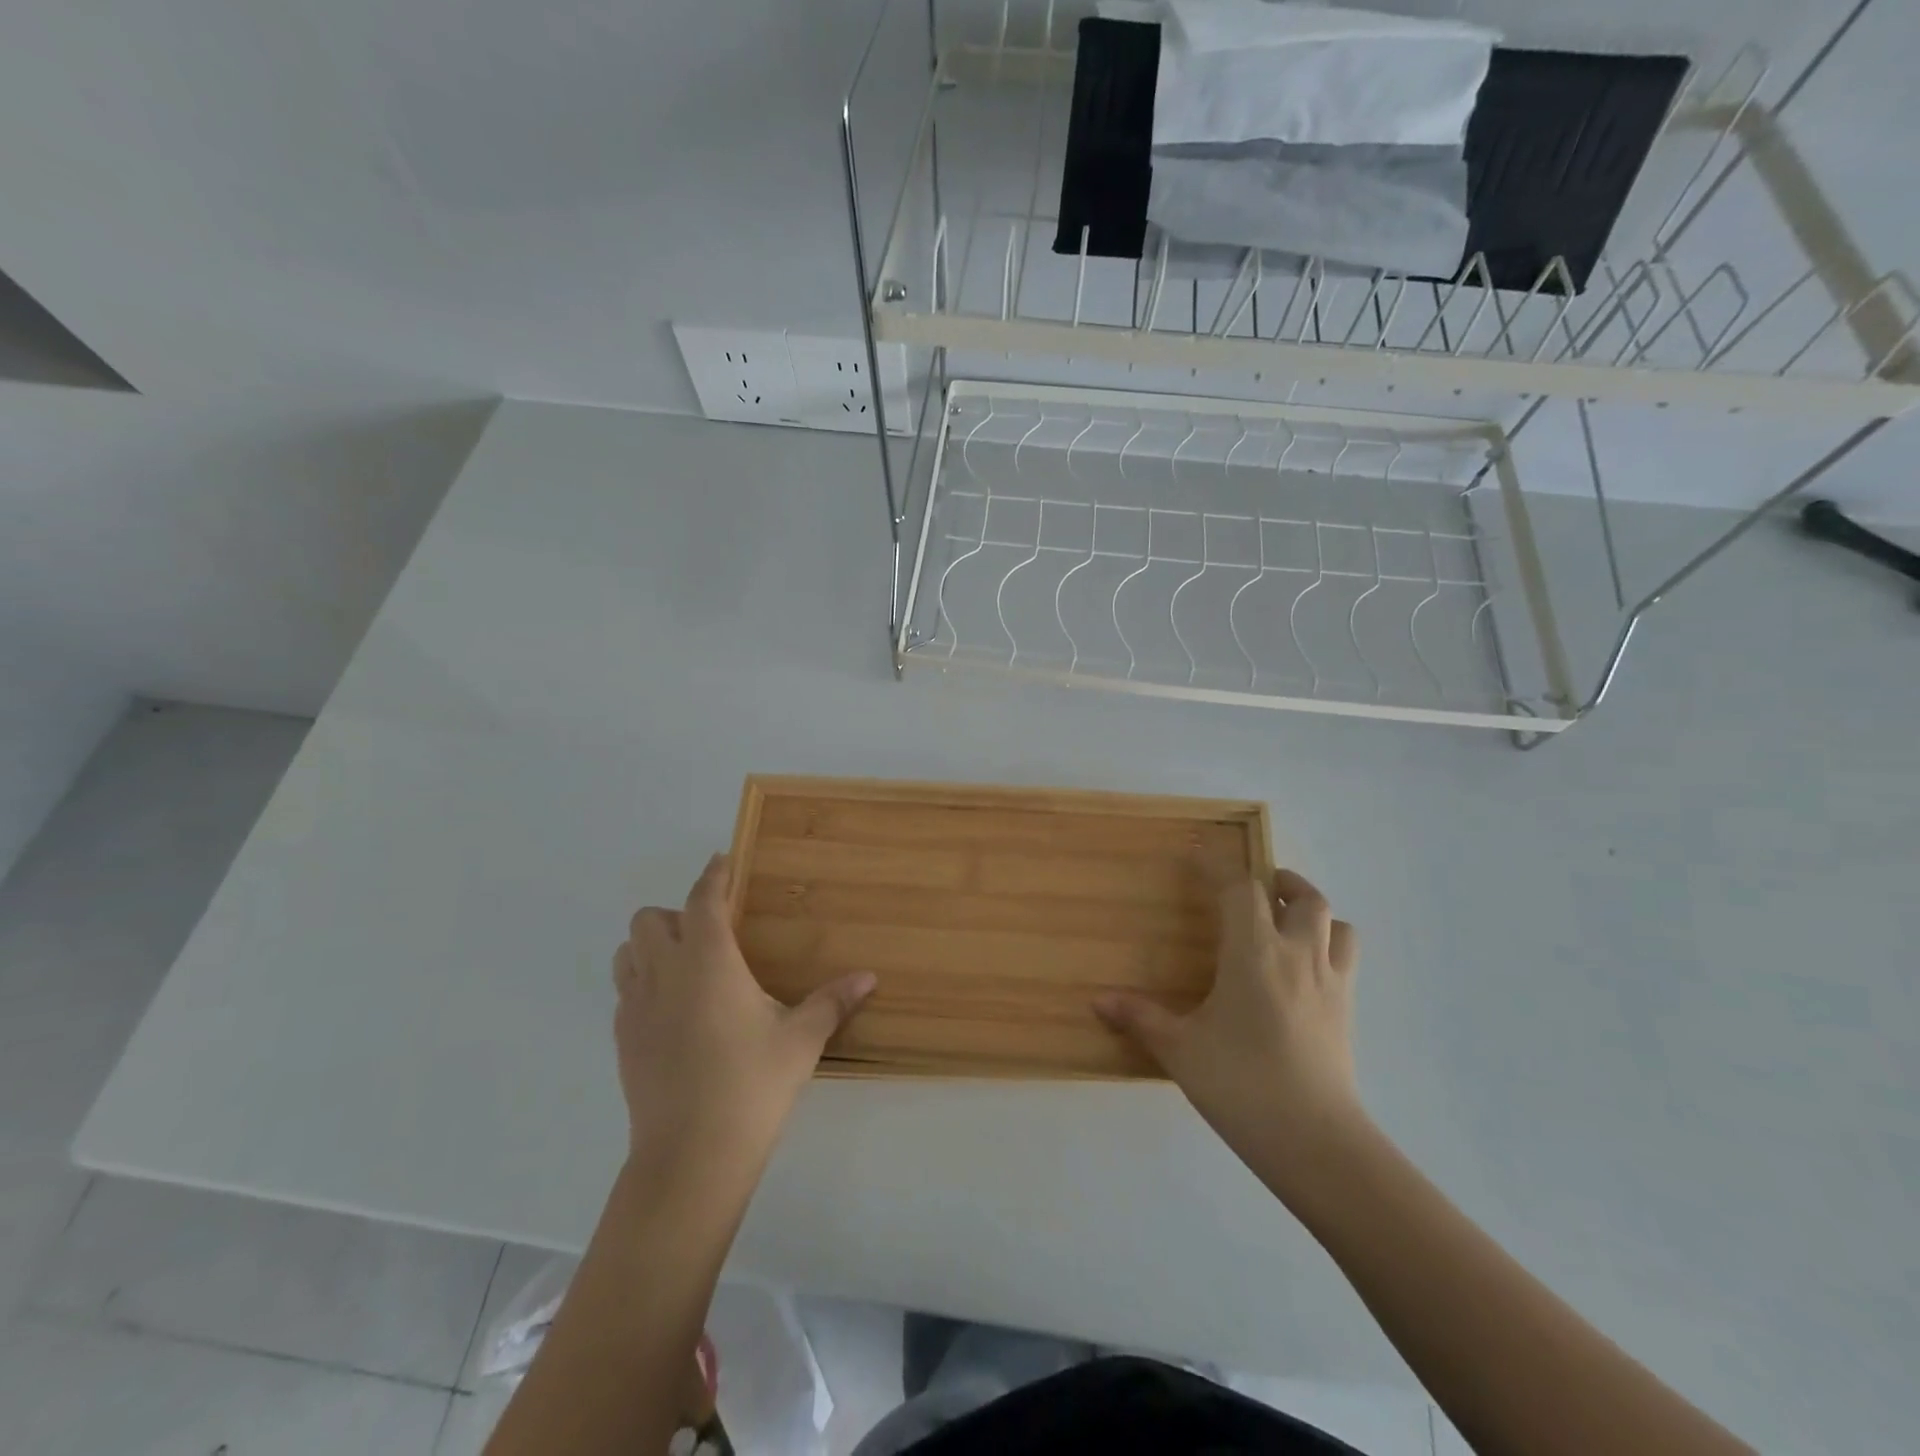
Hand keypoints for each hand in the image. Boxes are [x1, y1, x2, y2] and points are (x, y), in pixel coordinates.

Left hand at [612, 855, 874, 1188]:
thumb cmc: (751, 1085)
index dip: (713, 875)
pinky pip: (625, 992)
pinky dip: (644, 983)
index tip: (722, 861)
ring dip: (652, 946)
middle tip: (713, 934)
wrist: (691, 1157)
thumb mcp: (801, 1039)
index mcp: (708, 962)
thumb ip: (833, 1001)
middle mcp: (665, 974)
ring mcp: (636, 1008)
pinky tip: (675, 1010)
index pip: (703, 899)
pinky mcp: (623, 1040)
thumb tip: (870, 977)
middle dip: (677, 913)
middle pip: (649, 919)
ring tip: (688, 966)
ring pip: (627, 952)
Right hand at [1095, 866, 1366, 1200]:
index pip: (1239, 889)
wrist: (1315, 1141)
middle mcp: (1297, 955)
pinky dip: (1328, 945)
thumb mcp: (1180, 1049)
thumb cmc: (1241, 1084)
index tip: (1198, 853)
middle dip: (1278, 882)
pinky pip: (1346, 959)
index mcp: (1254, 953)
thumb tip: (1098, 1001)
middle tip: (1255, 888)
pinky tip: (1304, 970)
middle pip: (1302, 896)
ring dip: (1312, 911)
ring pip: (1336, 923)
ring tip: (1287, 921)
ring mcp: (1330, 982)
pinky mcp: (1347, 1010)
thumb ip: (1140, 1018)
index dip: (1217, 865)